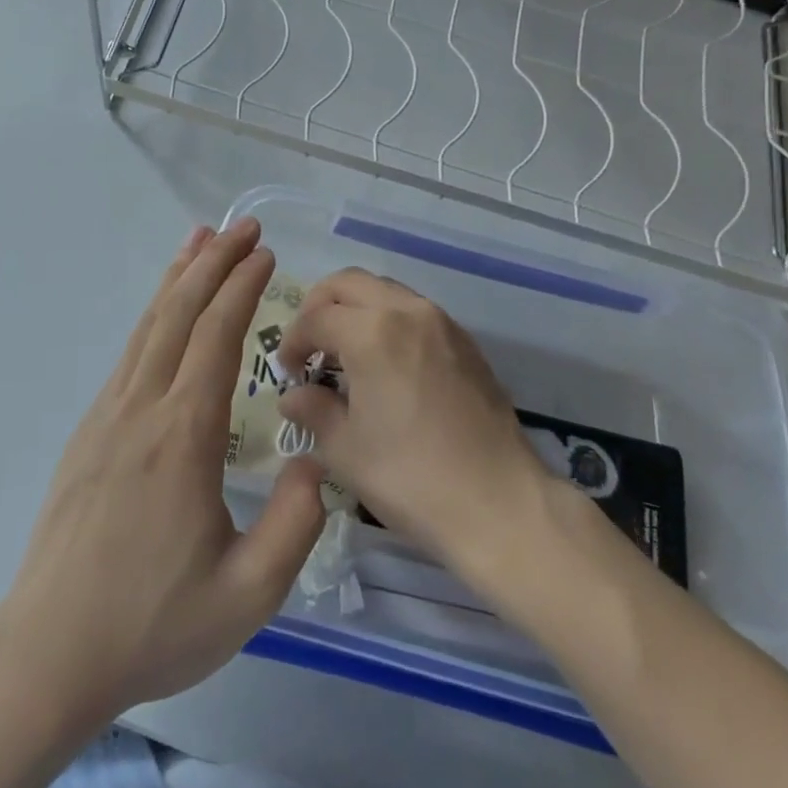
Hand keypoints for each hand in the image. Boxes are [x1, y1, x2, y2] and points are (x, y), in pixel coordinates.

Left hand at [0, 219, 325, 728]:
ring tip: (201, 238)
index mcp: (183, 436)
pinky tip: (164, 309)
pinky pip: (130, 352)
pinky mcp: (90, 430)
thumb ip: (296, 524)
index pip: (216, 338)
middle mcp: (142, 408)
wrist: (49, 651)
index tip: (265, 254)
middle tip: (244, 225)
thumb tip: (315, 460)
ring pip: (148, 325)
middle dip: (214, 263)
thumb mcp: (248, 595)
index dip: (242, 289)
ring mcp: (108, 414)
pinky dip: (153, 314)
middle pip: (179, 314)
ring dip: (178, 277)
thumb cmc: (152, 623)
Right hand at [277, 268, 546, 571]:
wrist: (500, 504)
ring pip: (385, 291)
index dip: (293, 341)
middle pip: (349, 283)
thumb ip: (313, 410)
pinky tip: (386, 364)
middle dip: (319, 306)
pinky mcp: (465, 342)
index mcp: (372, 332)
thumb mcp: (345, 449)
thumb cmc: (410, 477)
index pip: (316, 318)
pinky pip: (415, 311)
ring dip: (356, 309)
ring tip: (346, 353)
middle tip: (310, 346)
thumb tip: (293, 396)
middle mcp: (407, 311)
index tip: (287, 372)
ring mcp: (442, 323)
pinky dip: (389, 320)